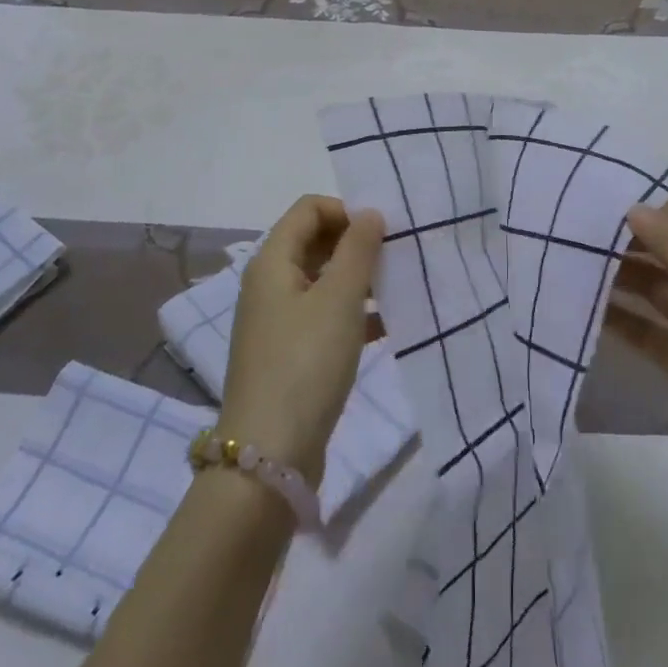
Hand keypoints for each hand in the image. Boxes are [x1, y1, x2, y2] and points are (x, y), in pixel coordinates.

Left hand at [217, 195, 384, 485]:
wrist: (269, 457)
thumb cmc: (305, 364)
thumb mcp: (339, 300)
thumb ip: (358, 250)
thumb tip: (369, 213)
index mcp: (272, 261)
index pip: (308, 209)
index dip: (346, 210)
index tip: (383, 230)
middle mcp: (269, 284)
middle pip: (314, 241)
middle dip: (355, 243)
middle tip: (396, 256)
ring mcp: (277, 321)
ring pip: (322, 280)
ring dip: (358, 279)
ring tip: (398, 288)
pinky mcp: (289, 354)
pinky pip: (324, 316)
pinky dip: (352, 313)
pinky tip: (387, 325)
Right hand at [607, 199, 667, 526]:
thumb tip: (633, 208)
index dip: (652, 212)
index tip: (608, 219)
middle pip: (666, 251)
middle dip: (627, 244)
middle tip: (578, 242)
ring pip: (651, 289)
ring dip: (618, 279)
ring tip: (572, 271)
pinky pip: (644, 328)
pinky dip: (619, 319)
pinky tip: (584, 312)